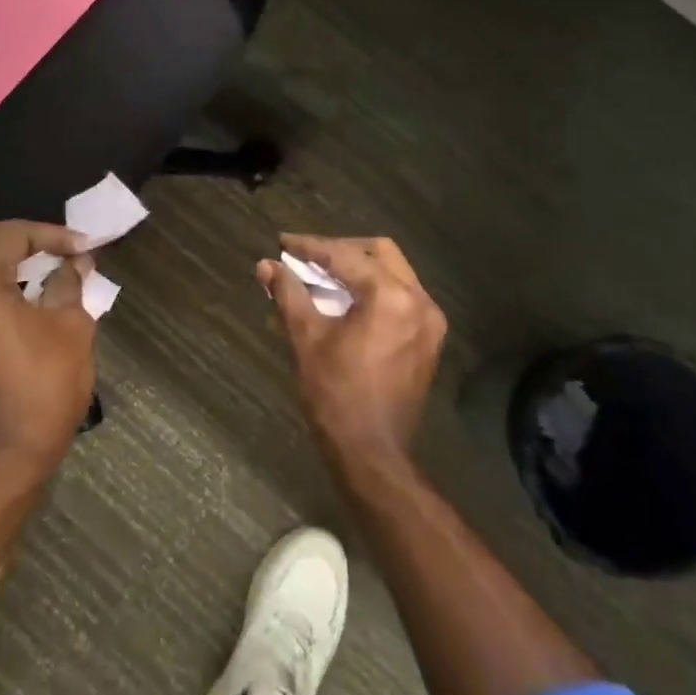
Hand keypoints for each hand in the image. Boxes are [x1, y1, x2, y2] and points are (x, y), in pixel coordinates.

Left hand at [0, 221, 97, 479]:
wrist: (4, 456)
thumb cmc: (43, 386)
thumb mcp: (71, 327)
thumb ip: (70, 283)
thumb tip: (75, 262)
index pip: (11, 234)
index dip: (51, 234)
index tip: (84, 248)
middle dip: (23, 238)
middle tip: (60, 250)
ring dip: (8, 260)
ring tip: (49, 268)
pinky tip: (27, 295)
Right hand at [258, 235, 446, 463]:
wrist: (371, 452)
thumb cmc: (335, 394)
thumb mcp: (306, 338)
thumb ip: (288, 294)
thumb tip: (266, 265)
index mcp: (390, 297)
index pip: (345, 256)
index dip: (310, 247)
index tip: (283, 242)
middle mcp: (419, 300)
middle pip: (378, 253)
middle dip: (339, 250)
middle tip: (306, 257)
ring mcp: (429, 320)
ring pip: (393, 272)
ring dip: (357, 268)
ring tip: (321, 275)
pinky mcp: (429, 338)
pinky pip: (400, 296)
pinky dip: (373, 289)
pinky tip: (345, 299)